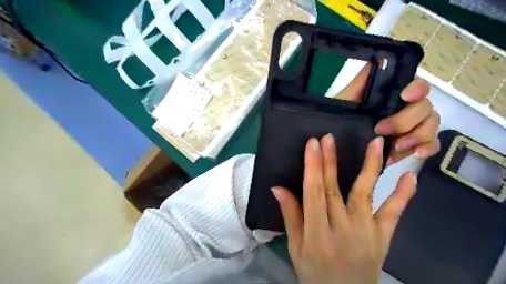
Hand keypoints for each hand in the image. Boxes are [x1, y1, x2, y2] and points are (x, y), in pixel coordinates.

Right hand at [270, 135, 416, 283]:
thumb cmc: (314, 272)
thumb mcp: (295, 247)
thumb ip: (290, 216)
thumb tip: (277, 188)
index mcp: (317, 233)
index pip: (313, 193)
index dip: (312, 167)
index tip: (312, 144)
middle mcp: (342, 229)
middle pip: (334, 189)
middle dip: (330, 161)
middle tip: (328, 138)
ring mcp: (366, 232)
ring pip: (365, 193)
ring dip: (369, 166)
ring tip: (375, 143)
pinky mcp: (383, 236)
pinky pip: (393, 213)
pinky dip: (402, 194)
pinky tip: (409, 175)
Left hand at [333, 63, 438, 166]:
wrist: (336, 142)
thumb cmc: (341, 117)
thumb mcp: (346, 99)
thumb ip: (362, 81)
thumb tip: (379, 58)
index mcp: (393, 96)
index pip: (417, 86)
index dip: (417, 89)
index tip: (404, 96)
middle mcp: (406, 109)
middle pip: (425, 108)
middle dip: (405, 120)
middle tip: (381, 129)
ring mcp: (411, 128)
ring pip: (431, 126)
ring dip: (418, 136)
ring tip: (396, 146)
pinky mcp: (412, 145)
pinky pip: (431, 145)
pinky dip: (428, 149)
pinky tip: (415, 154)